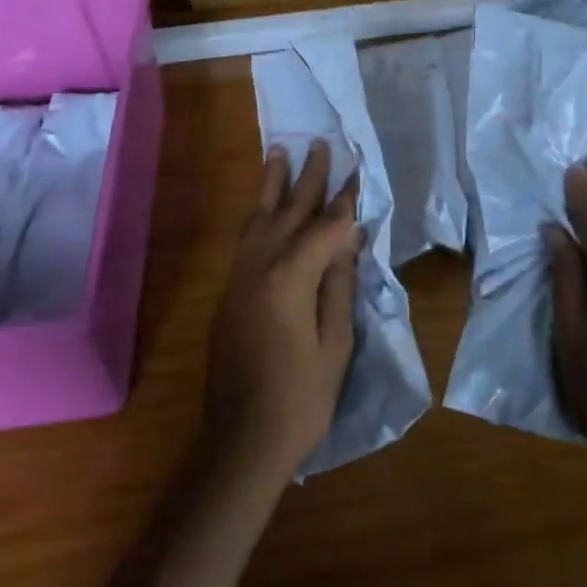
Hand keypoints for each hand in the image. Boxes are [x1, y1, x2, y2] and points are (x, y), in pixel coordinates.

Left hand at [203, 141, 360, 481]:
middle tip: (320, 145)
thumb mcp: (334, 343)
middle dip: (307, 179)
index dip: (344, 202)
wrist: (241, 441)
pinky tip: (262, 207)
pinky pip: (245, 240)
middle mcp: (258, 268)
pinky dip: (257, 215)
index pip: (323, 228)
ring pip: (258, 220)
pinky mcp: (229, 294)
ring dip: (272, 186)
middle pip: (288, 212)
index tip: (357, 172)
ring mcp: (239, 280)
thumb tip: (347, 240)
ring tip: (278, 152)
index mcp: (289, 279)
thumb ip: (338, 285)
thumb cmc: (300, 397)